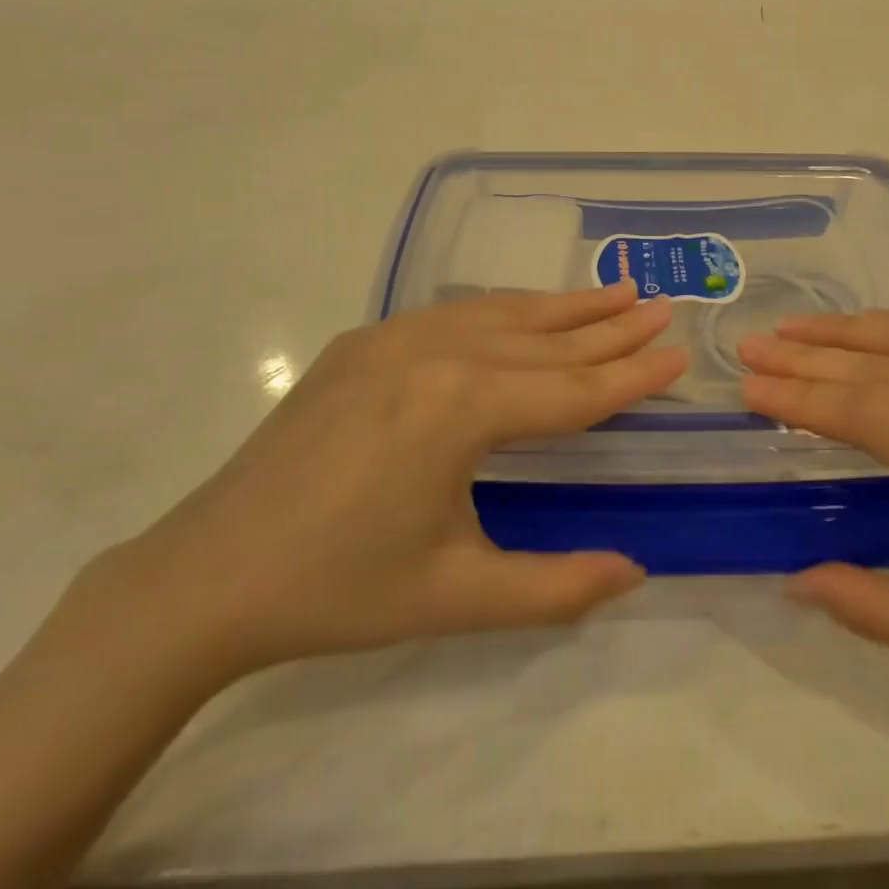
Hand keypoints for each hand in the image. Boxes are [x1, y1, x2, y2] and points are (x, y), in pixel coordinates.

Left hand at [96, 283, 685, 686]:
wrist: (208, 574)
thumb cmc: (340, 590)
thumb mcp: (457, 598)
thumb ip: (556, 586)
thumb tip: (635, 570)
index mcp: (461, 410)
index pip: (571, 390)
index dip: (631, 376)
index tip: (679, 354)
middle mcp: (433, 354)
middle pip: (543, 339)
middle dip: (609, 326)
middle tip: (660, 304)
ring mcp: (392, 339)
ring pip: (500, 314)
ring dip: (561, 306)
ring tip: (613, 290)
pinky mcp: (363, 342)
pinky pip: (453, 316)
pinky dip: (504, 312)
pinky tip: (524, 311)